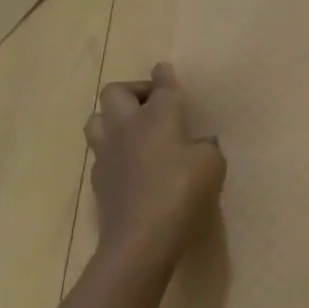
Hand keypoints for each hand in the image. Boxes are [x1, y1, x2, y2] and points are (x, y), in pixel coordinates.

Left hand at [84, 63, 225, 264]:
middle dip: (133, 89)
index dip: (165, 76)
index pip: (162, 87)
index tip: (164, 68)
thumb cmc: (182, 192)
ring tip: (136, 129)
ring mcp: (107, 154)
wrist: (141, 239)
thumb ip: (205, 147)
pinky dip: (116, 149)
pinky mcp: (99, 180)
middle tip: (153, 102)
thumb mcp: (212, 165)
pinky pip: (101, 152)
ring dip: (114, 117)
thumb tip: (198, 144)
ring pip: (96, 119)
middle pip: (115, 93)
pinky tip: (133, 162)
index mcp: (158, 118)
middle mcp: (127, 128)